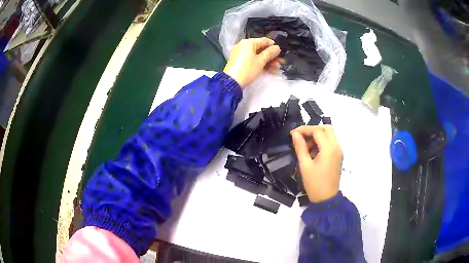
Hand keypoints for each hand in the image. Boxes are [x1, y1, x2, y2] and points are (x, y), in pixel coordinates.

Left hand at [224, 37, 280, 87]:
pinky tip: (268, 69)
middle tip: (280, 62)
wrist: (232, 81)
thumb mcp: (261, 61)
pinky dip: (259, 63)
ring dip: (267, 61)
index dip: (273, 46)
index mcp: (248, 42)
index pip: (264, 40)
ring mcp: (240, 53)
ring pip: (257, 55)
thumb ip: (270, 53)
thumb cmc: (248, 69)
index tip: (280, 52)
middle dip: (271, 56)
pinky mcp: (239, 61)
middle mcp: (243, 45)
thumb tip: (277, 47)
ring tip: (276, 68)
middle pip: (261, 48)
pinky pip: (251, 59)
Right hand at [290, 125, 342, 202]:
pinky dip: (322, 142)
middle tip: (301, 137)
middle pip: (326, 128)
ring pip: (329, 134)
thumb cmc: (314, 183)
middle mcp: (336, 146)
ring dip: (318, 135)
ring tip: (305, 145)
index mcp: (329, 149)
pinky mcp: (338, 156)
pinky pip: (331, 142)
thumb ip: (300, 147)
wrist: (326, 198)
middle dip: (313, 129)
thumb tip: (295, 134)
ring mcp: (339, 151)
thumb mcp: (304, 165)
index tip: (293, 133)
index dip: (304, 129)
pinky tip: (313, 151)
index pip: (317, 131)